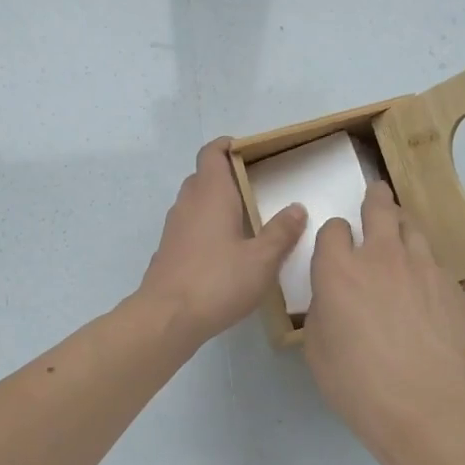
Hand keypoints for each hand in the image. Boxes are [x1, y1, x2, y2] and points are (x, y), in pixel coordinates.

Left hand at [138, 139, 305, 343]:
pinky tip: (224, 251)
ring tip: (245, 220)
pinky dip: (205, 227)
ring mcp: (173, 227)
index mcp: (211, 194)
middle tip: (256, 188)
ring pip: (194, 202)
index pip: (212, 153)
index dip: (227, 146)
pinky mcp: (168, 250)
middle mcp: (188, 203)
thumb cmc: (218, 281)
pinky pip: (189, 226)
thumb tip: (297, 208)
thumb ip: (281, 232)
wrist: (167, 317)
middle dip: (226, 176)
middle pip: (203, 176)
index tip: (248, 150)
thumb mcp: (262, 260)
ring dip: (216, 203)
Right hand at [304, 182, 464, 457]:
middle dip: (376, 199)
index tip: (335, 243)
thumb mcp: (318, 351)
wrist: (433, 404)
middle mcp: (381, 257)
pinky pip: (436, 267)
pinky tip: (428, 294)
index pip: (333, 230)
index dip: (333, 234)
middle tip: (377, 194)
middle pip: (379, 209)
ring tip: (403, 232)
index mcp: (339, 270)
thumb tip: (334, 301)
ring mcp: (423, 268)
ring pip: (413, 230)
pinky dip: (427, 270)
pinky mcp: (454, 288)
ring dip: (403, 227)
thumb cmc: (360, 384)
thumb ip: (323, 313)